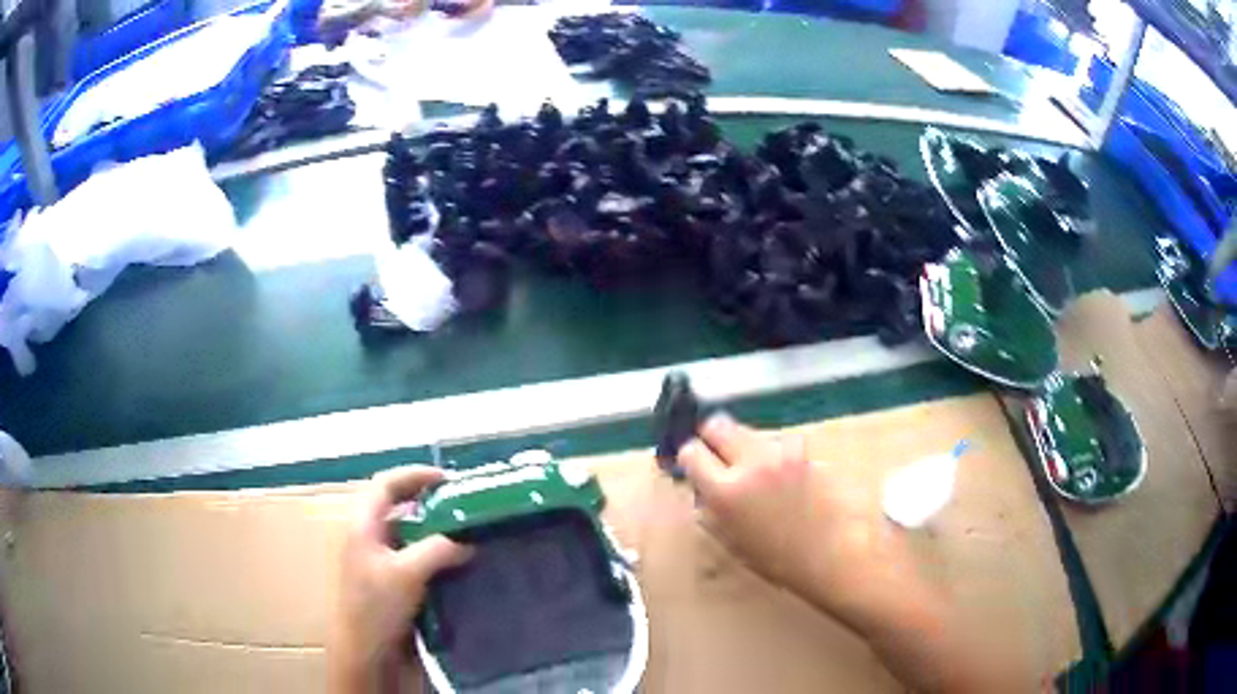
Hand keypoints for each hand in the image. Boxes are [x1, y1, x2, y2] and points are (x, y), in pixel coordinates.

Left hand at [329, 466, 473, 693]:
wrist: (365, 652)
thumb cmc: (376, 607)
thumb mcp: (407, 574)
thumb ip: (438, 550)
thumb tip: (468, 541)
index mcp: (361, 525)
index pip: (385, 484)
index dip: (414, 475)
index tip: (448, 479)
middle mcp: (366, 537)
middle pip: (396, 506)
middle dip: (427, 501)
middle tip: (460, 504)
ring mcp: (376, 560)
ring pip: (405, 533)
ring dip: (432, 529)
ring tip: (463, 531)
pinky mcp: (388, 582)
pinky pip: (411, 556)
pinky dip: (431, 552)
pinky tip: (453, 562)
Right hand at [679, 414, 1017, 692]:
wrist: (835, 556)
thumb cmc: (780, 561)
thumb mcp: (732, 541)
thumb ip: (711, 509)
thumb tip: (703, 488)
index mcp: (726, 491)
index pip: (691, 452)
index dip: (689, 458)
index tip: (694, 466)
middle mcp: (752, 462)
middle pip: (719, 425)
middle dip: (713, 437)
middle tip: (719, 456)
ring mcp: (782, 453)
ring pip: (753, 431)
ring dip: (749, 446)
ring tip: (760, 473)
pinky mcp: (807, 452)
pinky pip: (781, 443)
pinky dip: (777, 453)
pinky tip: (787, 476)